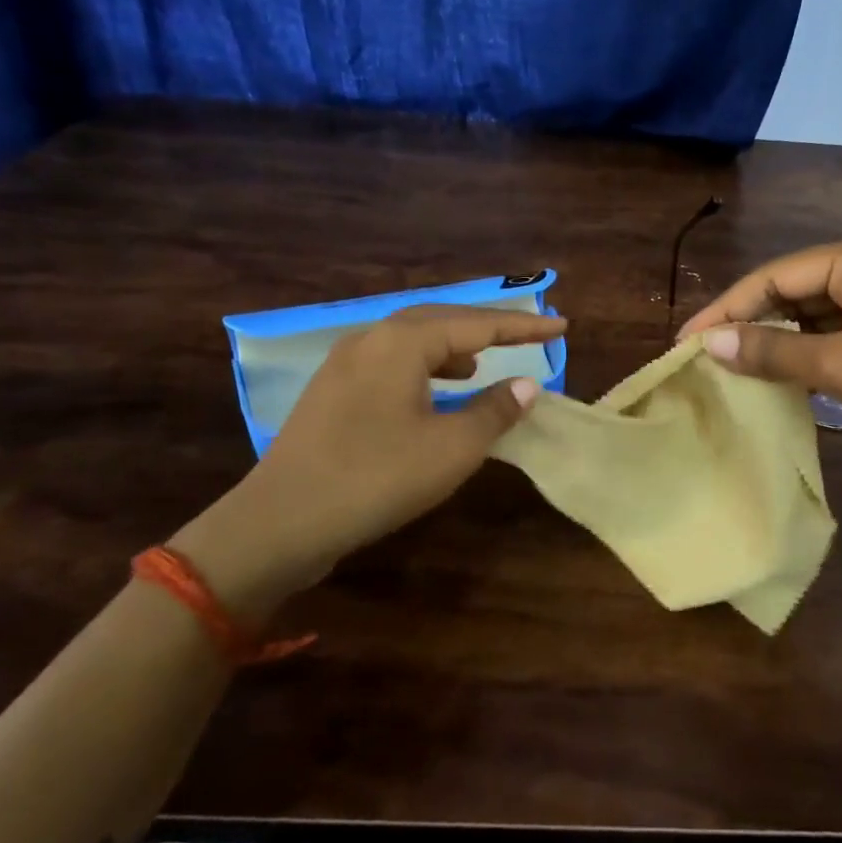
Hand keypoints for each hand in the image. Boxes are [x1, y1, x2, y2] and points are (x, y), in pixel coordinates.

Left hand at [170, 305, 564, 622]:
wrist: (280, 522)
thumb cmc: (375, 479)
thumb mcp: (450, 449)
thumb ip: (494, 411)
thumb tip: (525, 386)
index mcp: (401, 342)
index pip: (477, 323)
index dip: (523, 326)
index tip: (561, 325)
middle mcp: (370, 339)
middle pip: (441, 321)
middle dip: (486, 329)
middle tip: (525, 338)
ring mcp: (344, 363)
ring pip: (411, 340)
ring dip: (452, 347)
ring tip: (480, 365)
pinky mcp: (331, 391)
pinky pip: (390, 362)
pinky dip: (424, 368)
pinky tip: (433, 393)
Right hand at [679, 232, 841, 479]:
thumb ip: (773, 352)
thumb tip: (706, 343)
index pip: (778, 274)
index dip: (728, 307)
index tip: (686, 339)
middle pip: (795, 292)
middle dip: (751, 324)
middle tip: (705, 357)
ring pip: (814, 319)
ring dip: (777, 344)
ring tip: (732, 371)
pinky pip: (836, 340)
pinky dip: (806, 359)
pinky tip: (780, 381)